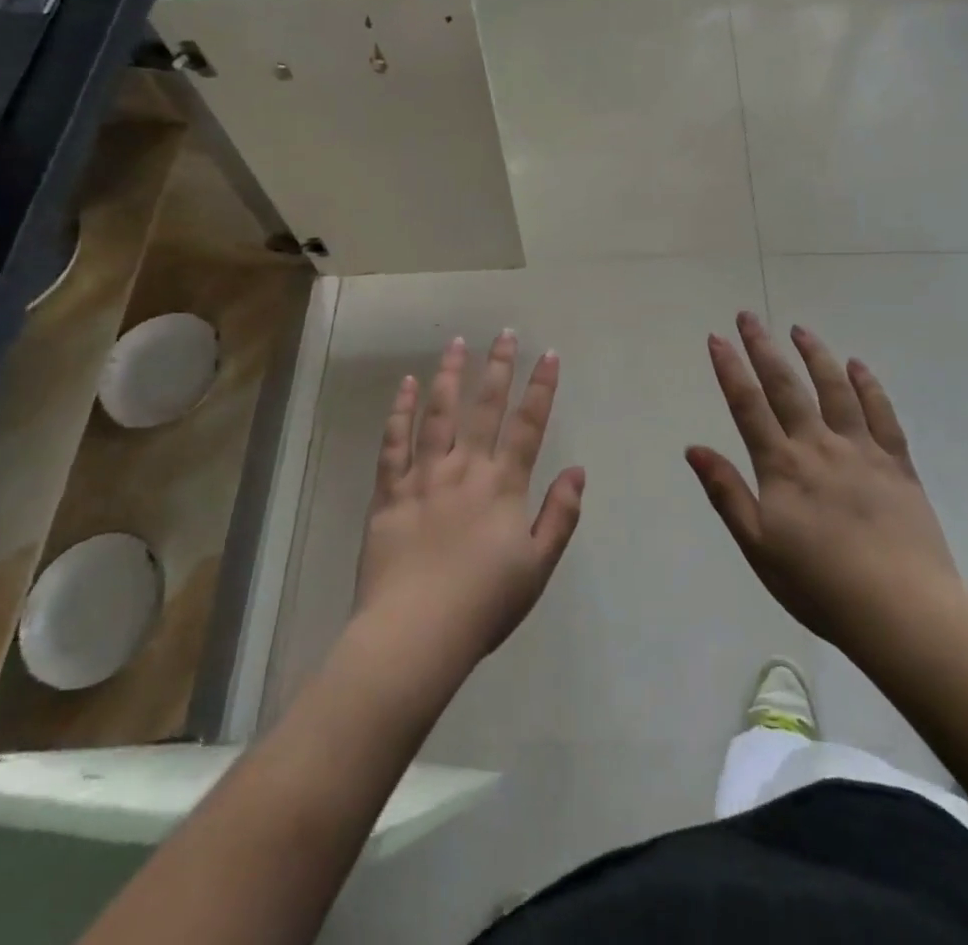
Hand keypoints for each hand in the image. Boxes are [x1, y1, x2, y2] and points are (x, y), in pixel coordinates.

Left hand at [354, 332, 584, 671]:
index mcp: (503, 486)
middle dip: (498, 367)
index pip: (529, 425)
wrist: (414, 634)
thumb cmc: (483, 605)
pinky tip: (408, 384)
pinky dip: (401, 410)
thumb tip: (578, 471)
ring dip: (450, 374)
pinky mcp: (389, 491)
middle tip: (505, 333)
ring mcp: (424, 476)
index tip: (549, 354)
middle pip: (485, 407)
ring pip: (438, 413)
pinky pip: (394, 442)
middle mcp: (466, 469)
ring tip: (457, 342)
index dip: (541, 387)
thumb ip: (560, 516)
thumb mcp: (538, 567)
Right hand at [687, 312, 965, 651]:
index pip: (748, 406)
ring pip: (834, 389)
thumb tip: (694, 448)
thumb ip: (726, 493)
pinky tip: (857, 366)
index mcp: (782, 466)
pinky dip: (868, 385)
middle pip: (786, 386)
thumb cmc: (819, 586)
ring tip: (799, 329)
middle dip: (763, 348)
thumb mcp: (758, 546)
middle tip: (748, 316)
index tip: (717, 338)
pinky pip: (881, 413)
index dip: (730, 369)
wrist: (902, 611)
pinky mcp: (897, 463)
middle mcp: (819, 445)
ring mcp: (861, 450)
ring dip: (814, 355)